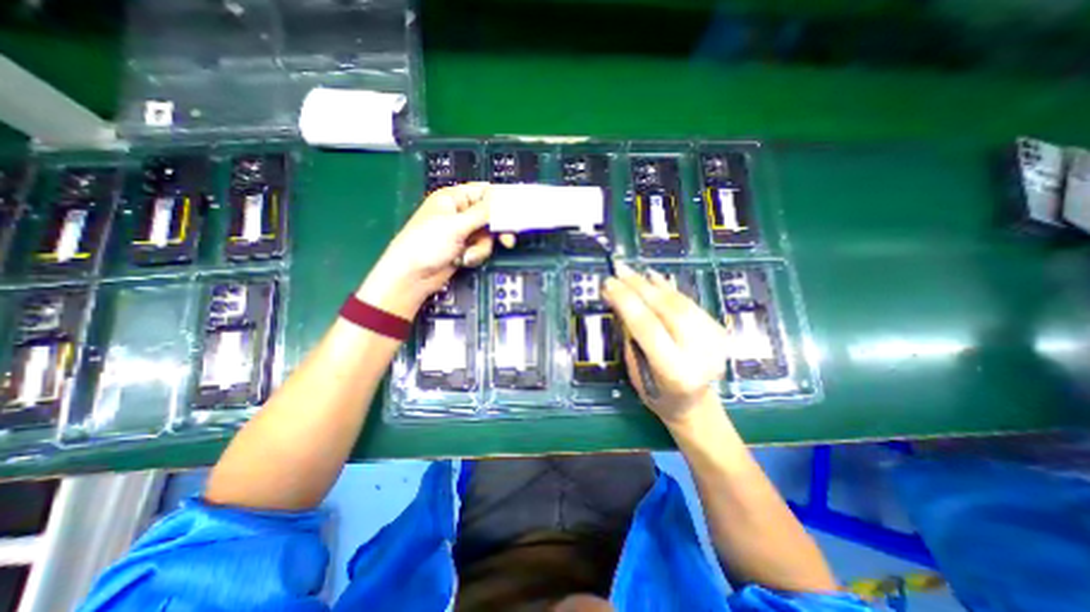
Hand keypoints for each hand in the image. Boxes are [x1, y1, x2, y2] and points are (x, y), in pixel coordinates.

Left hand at [356, 185, 498, 320]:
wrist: (413, 276)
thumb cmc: (428, 244)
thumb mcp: (456, 226)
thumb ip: (482, 213)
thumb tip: (500, 196)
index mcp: (453, 198)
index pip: (483, 191)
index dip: (501, 200)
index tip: (518, 209)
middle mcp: (460, 212)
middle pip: (490, 215)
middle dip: (496, 229)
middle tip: (508, 240)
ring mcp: (463, 231)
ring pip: (488, 234)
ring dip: (481, 247)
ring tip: (468, 254)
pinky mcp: (465, 247)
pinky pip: (481, 247)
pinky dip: (475, 254)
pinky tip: (462, 260)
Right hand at [604, 262, 731, 426]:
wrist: (694, 404)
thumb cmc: (657, 393)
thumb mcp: (636, 369)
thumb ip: (631, 335)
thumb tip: (622, 299)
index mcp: (675, 371)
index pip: (647, 326)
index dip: (626, 301)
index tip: (608, 284)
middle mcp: (700, 355)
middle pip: (667, 309)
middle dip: (639, 286)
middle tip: (619, 270)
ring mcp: (714, 342)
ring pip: (680, 302)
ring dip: (652, 284)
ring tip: (632, 273)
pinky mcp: (719, 331)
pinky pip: (689, 303)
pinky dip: (669, 289)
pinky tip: (654, 278)